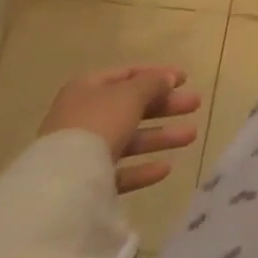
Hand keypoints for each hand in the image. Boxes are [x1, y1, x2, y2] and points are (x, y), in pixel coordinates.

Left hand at [38, 66, 201, 193]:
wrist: (62, 182)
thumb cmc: (99, 123)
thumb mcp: (130, 95)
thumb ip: (152, 83)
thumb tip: (167, 78)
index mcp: (87, 89)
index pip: (127, 75)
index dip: (157, 75)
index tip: (185, 79)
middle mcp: (83, 117)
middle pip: (131, 107)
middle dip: (166, 106)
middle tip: (195, 105)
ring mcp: (82, 151)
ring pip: (129, 139)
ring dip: (161, 136)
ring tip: (191, 136)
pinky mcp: (85, 183)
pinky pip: (119, 171)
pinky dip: (142, 168)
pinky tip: (166, 168)